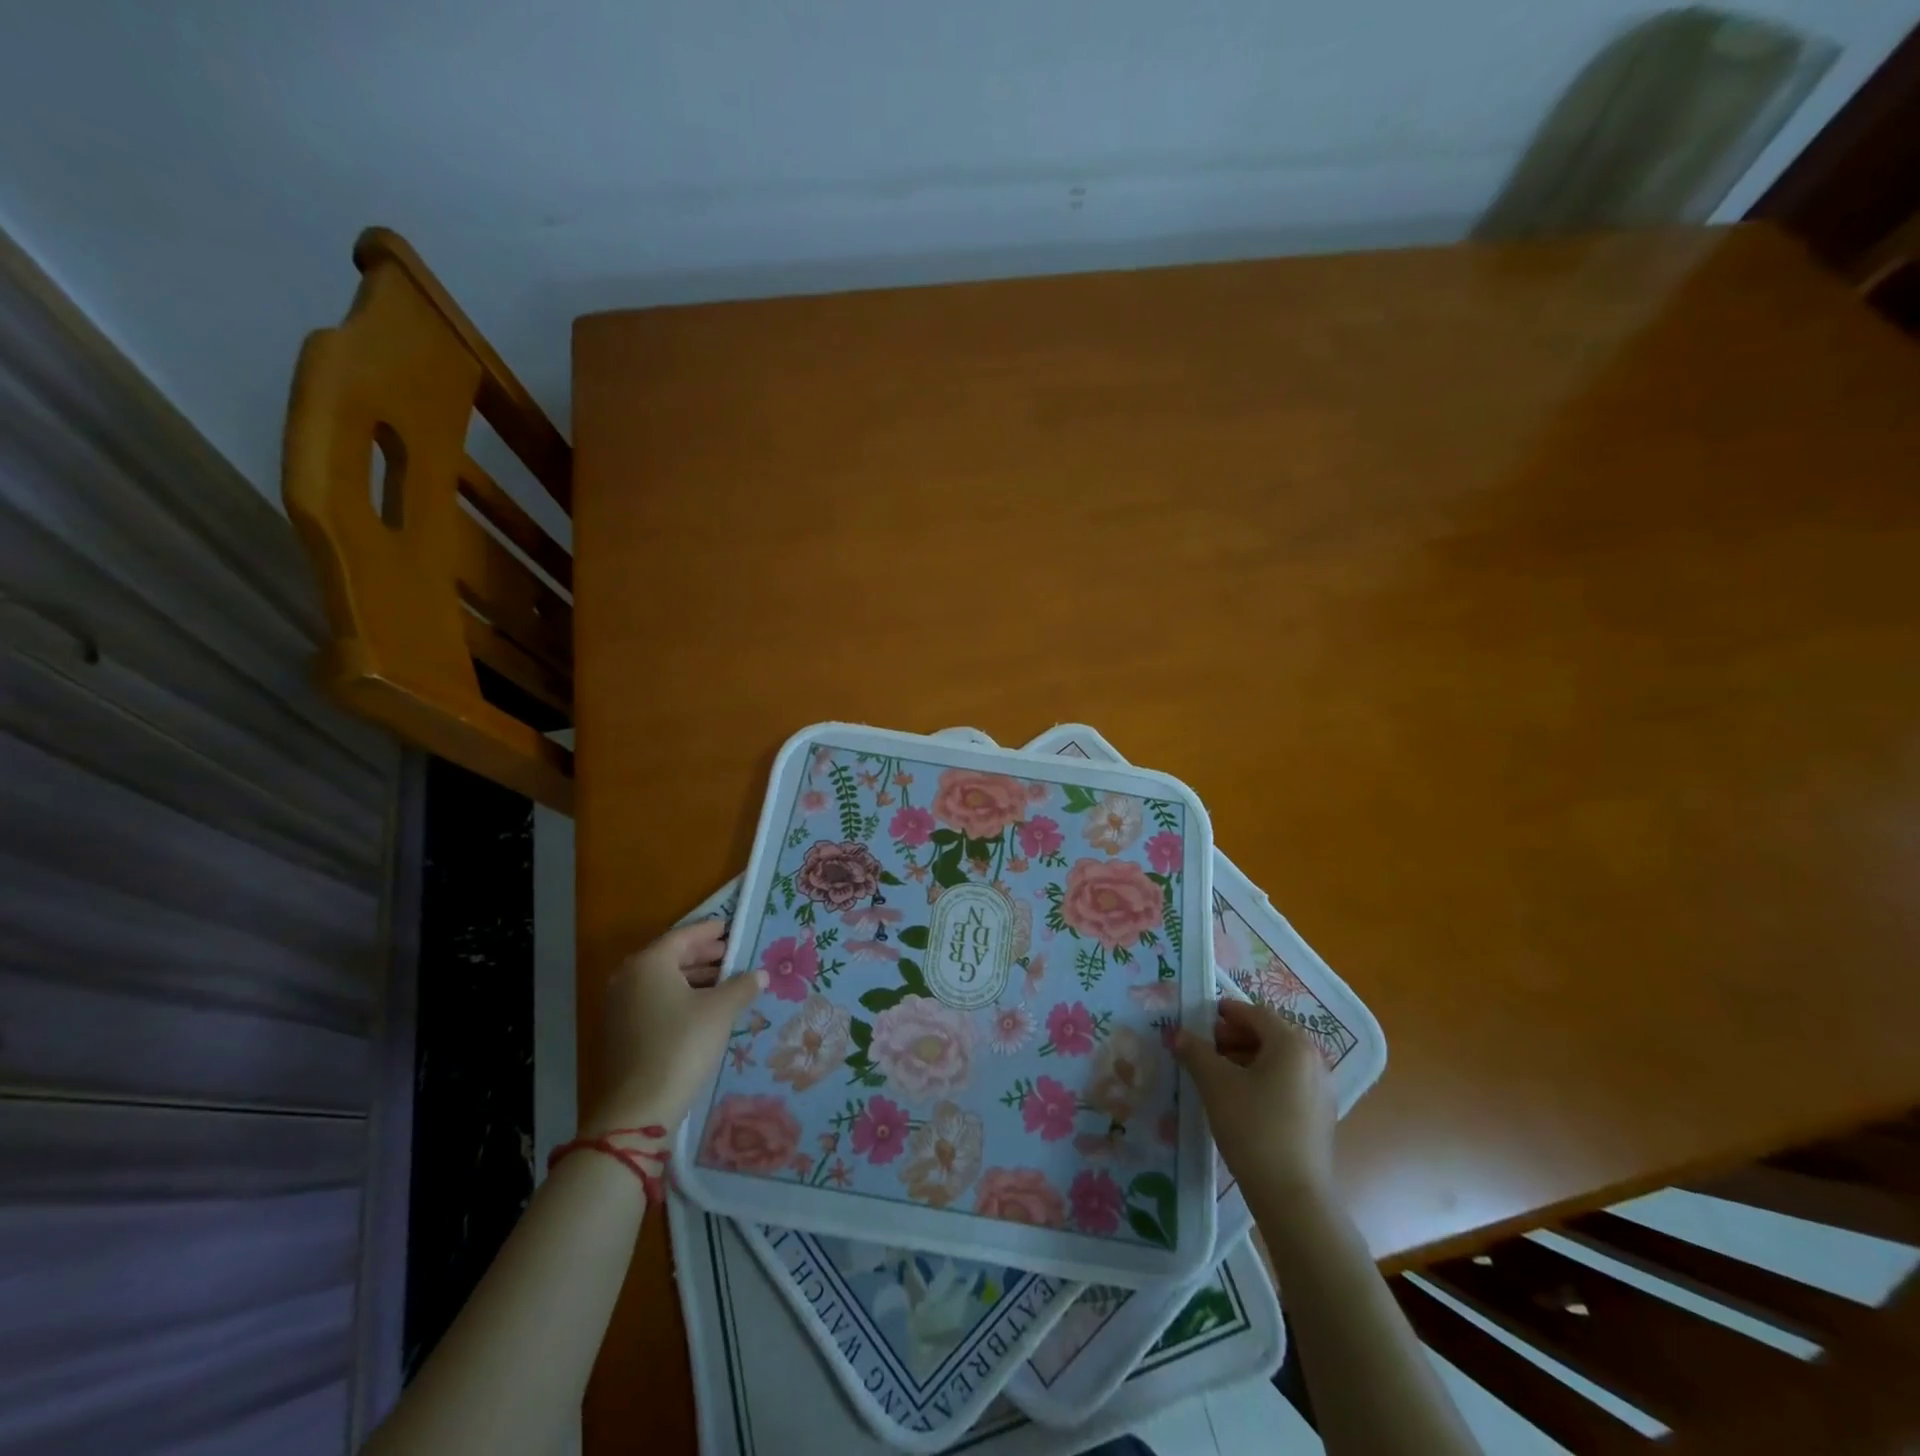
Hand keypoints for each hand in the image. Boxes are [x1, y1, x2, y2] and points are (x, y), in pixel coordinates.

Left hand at [583, 920, 766, 1135]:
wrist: (638, 1108)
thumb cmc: (682, 1044)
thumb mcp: (720, 1011)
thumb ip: (742, 986)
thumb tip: (760, 974)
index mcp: (649, 963)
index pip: (683, 935)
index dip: (709, 931)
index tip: (729, 928)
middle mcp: (628, 978)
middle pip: (670, 956)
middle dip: (702, 954)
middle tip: (731, 954)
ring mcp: (620, 1007)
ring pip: (662, 981)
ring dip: (693, 977)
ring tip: (724, 982)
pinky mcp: (621, 1032)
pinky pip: (654, 1000)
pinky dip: (679, 996)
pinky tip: (704, 1008)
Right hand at [1176, 997, 1336, 1198]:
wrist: (1293, 1197)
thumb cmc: (1253, 1128)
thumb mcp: (1215, 1084)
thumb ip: (1195, 1051)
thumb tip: (1177, 1033)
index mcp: (1292, 1044)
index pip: (1255, 1013)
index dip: (1226, 1013)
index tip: (1201, 1019)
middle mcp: (1313, 1060)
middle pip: (1269, 1035)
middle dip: (1234, 1037)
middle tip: (1205, 1047)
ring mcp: (1321, 1090)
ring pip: (1278, 1060)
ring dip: (1246, 1058)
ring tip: (1217, 1074)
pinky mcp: (1319, 1116)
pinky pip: (1288, 1082)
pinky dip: (1263, 1079)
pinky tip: (1240, 1099)